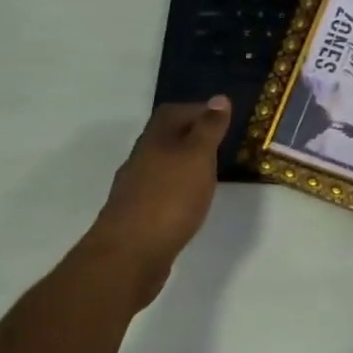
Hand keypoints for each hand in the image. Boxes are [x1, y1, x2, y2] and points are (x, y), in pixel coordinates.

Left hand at [89, 97, 231, 266]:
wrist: (129, 255)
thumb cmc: (169, 199)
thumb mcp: (197, 157)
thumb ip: (208, 129)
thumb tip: (219, 98)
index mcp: (155, 140)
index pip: (173, 112)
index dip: (197, 109)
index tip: (223, 118)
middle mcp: (140, 159)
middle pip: (165, 138)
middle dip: (191, 136)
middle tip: (220, 144)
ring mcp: (135, 189)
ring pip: (162, 166)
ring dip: (183, 165)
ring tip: (209, 174)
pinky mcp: (137, 217)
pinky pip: (160, 192)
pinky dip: (177, 190)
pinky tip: (189, 204)